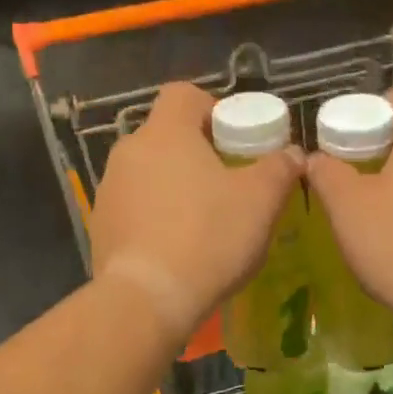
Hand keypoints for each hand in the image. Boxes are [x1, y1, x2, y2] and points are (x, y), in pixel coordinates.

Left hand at [89, 82, 301, 338]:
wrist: (147, 299)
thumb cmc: (208, 236)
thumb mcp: (260, 201)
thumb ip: (279, 168)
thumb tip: (292, 154)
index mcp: (165, 133)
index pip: (182, 94)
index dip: (211, 107)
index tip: (233, 138)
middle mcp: (129, 151)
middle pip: (166, 135)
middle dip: (196, 151)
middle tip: (227, 181)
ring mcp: (108, 189)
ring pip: (148, 172)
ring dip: (174, 184)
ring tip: (203, 219)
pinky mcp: (100, 225)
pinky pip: (134, 206)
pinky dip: (155, 216)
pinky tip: (177, 247)